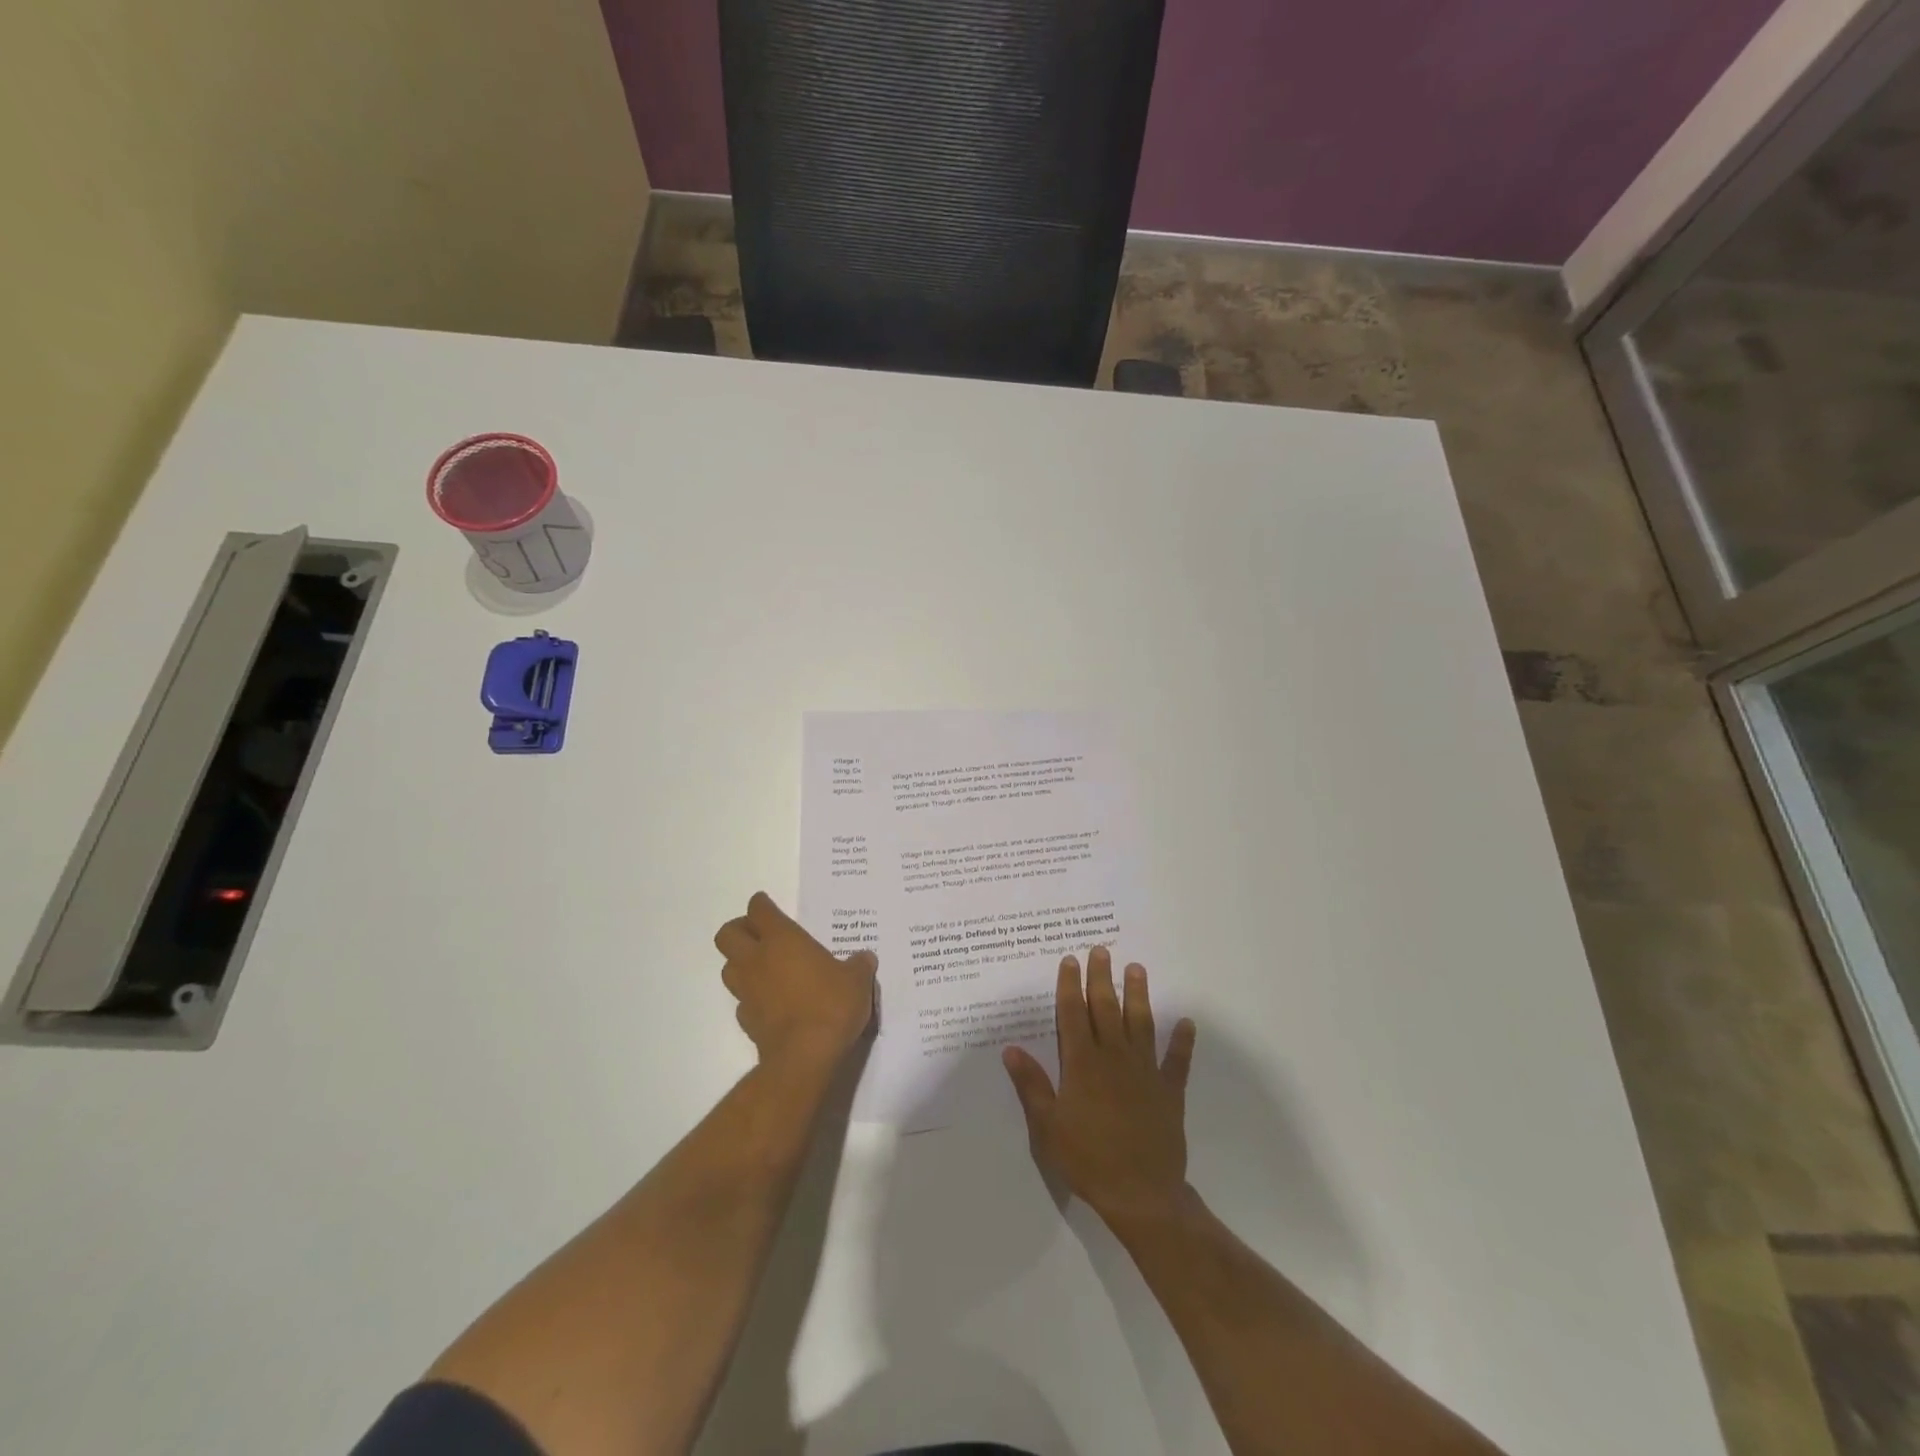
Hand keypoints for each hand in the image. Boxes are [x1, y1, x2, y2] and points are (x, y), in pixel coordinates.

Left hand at [714, 892, 876, 1071]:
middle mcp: (757, 960)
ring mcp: (747, 991)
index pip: (759, 910)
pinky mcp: (746, 1021)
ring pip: (728, 967)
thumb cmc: (831, 1005)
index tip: (767, 905)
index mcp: (782, 939)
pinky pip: (742, 1000)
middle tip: (760, 934)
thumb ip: (859, 965)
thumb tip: (864, 959)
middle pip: (727, 934)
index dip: (761, 905)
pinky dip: (751, 997)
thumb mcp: (857, 980)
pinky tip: (770, 1002)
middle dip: (739, 930)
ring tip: (763, 967)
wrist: (806, 1056)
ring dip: (740, 963)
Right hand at [1003, 947, 1197, 1231]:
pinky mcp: (1169, 1091)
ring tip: (1137, 969)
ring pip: (1141, 1024)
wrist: (1140, 1194)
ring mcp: (1145, 1072)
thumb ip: (1031, 1085)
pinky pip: (1177, 1060)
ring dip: (1139, 995)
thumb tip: (1010, 1049)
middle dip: (1102, 978)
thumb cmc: (1087, 1159)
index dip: (1071, 986)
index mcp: (1082, 1064)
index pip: (1073, 1014)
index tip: (1071, 960)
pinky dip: (1182, 1041)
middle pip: (1107, 1009)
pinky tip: (1186, 1022)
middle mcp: (1114, 1057)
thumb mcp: (1048, 1126)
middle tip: (1102, 950)